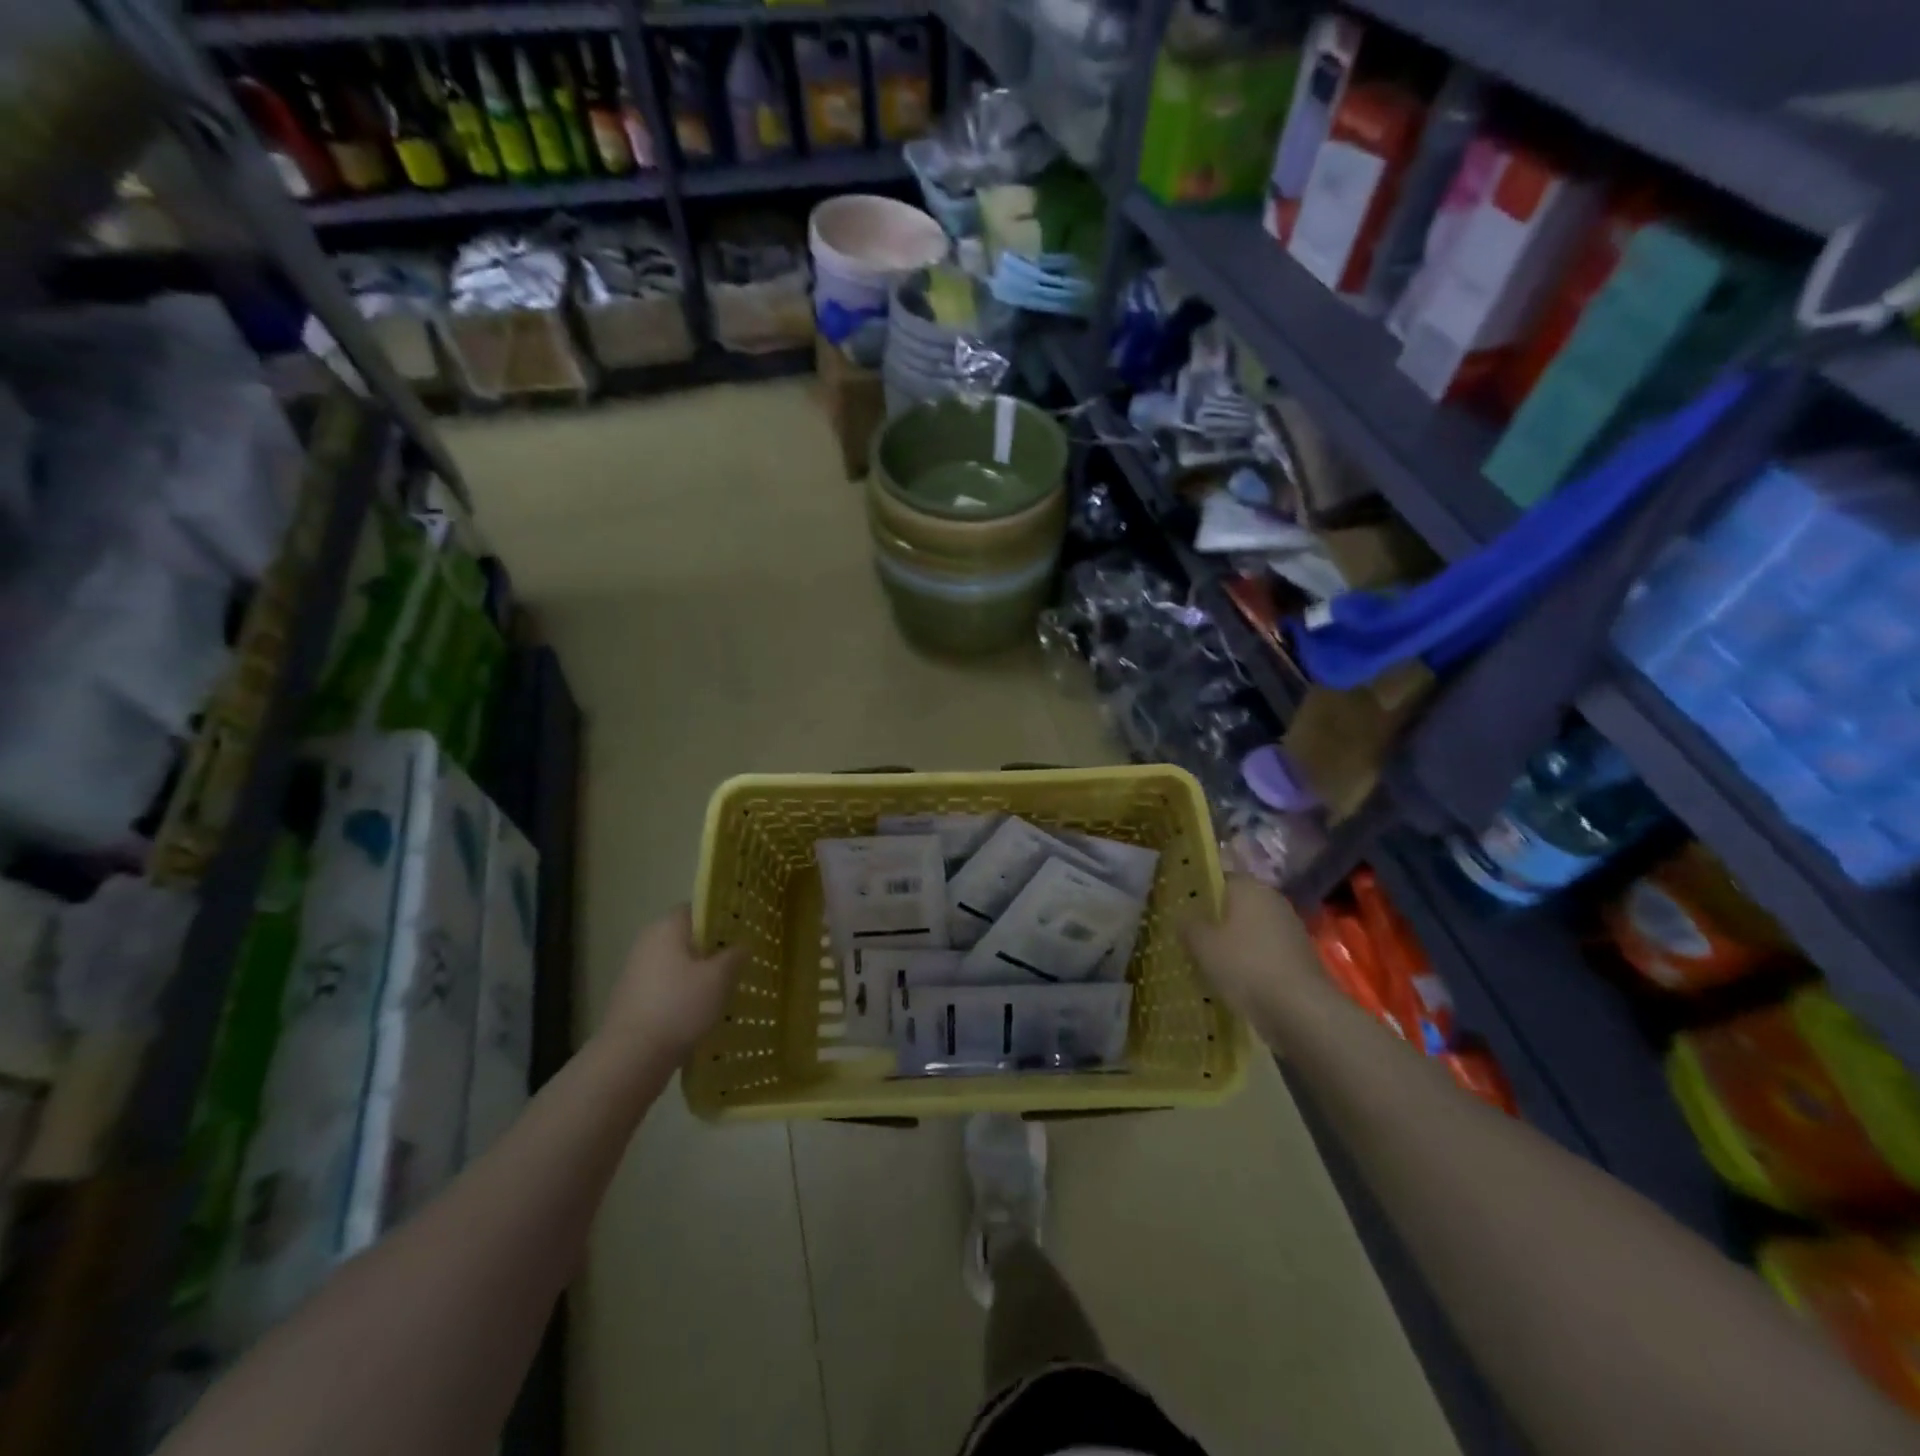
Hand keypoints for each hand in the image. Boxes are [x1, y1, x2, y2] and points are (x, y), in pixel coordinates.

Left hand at [598, 906, 744, 1065]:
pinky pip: (667, 984)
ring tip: (725, 988)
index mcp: (666, 927)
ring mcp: (636, 970)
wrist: (632, 1056)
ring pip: (678, 962)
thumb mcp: (719, 978)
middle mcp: (647, 942)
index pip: (698, 908)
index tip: (742, 934)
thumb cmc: (679, 1006)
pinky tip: (701, 1009)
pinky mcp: (633, 997)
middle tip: (739, 962)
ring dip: (699, 972)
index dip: (722, 918)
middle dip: (713, 948)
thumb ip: (735, 955)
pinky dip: (684, 991)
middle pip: (687, 936)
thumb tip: (742, 945)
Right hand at [1181, 876, 1325, 1034]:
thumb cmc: (1245, 966)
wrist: (1301, 1011)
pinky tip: (1235, 980)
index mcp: (1250, 888)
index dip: (1200, 893)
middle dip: (1217, 920)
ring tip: (1210, 963)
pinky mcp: (1300, 957)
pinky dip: (1251, 961)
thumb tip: (1183, 916)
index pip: (1220, 879)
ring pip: (1252, 930)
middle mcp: (1273, 900)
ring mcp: (1290, 929)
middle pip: (1237, 905)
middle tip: (1192, 938)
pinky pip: (1265, 951)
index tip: (1183, 911)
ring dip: (1234, 943)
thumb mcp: (1203, 946)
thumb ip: (1189, 926)